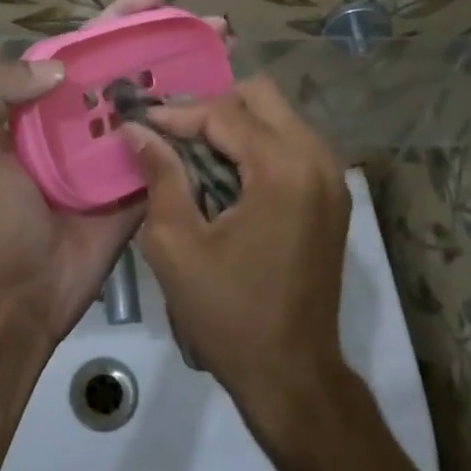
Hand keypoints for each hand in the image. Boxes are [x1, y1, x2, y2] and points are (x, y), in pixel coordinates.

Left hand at [0, 0, 225, 344]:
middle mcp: (80, 119)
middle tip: (213, 25)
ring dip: (190, 78)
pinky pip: (167, 149)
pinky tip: (225, 107)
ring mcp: (113, 152)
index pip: (85, 46)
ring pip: (154, 103)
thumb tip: (60, 67)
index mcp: (40, 103)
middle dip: (168, 41)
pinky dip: (192, 128)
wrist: (18, 292)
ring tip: (227, 53)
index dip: (120, 18)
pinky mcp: (137, 184)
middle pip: (129, 67)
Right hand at [123, 78, 353, 444]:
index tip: (140, 122)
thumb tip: (137, 129)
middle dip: (211, 107)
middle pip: (260, 95)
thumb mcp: (177, 245)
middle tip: (173, 136)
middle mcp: (317, 159)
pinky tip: (225, 173)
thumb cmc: (228, 314)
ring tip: (193, 153)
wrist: (293, 374)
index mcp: (283, 169)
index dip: (177, 114)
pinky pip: (291, 142)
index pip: (224, 112)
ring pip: (278, 115)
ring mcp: (332, 176)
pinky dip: (256, 144)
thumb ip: (160, 176)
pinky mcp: (333, 194)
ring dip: (234, 124)